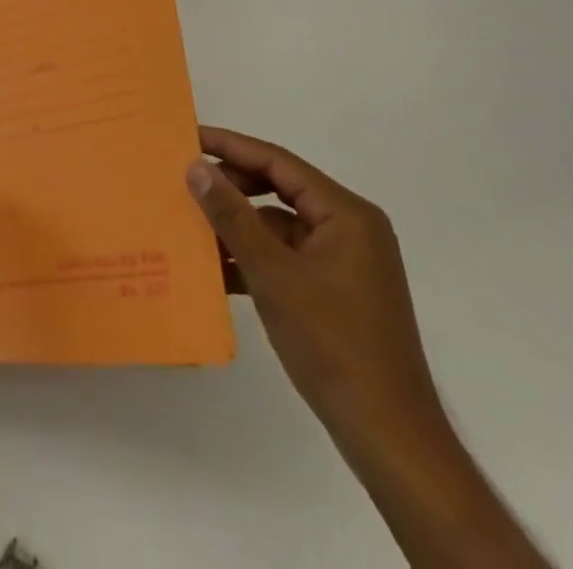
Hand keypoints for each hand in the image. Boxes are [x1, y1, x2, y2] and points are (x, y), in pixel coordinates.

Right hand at [187, 127, 551, 568]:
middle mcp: (350, 228)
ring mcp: (345, 261)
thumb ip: (232, 215)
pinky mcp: (336, 290)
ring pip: (278, 224)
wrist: (388, 435)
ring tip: (191, 226)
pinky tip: (215, 269)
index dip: (230, 146)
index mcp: (346, 214)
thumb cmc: (332, 341)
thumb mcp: (272, 272)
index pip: (279, 162)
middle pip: (279, 188)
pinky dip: (253, 257)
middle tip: (184, 183)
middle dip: (231, 187)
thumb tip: (195, 167)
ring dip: (237, 226)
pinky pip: (286, 255)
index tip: (187, 138)